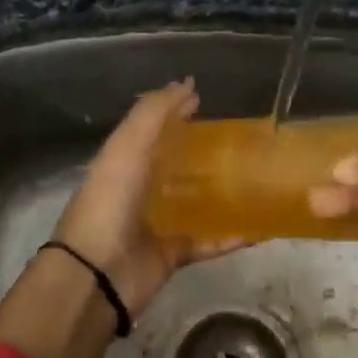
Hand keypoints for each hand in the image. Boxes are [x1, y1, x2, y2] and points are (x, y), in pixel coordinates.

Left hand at [48, 79, 241, 318]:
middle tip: (241, 139)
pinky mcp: (172, 254)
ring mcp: (156, 223)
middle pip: (174, 164)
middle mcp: (139, 189)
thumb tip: (187, 83)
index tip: (204, 99)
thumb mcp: (127, 146)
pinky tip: (260, 227)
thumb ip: (154, 113)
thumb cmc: (110, 201)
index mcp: (123, 161)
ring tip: (256, 177)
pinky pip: (207, 241)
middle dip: (202, 151)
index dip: (174, 112)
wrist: (97, 274)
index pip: (152, 129)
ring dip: (220, 192)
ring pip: (194, 202)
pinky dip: (231, 236)